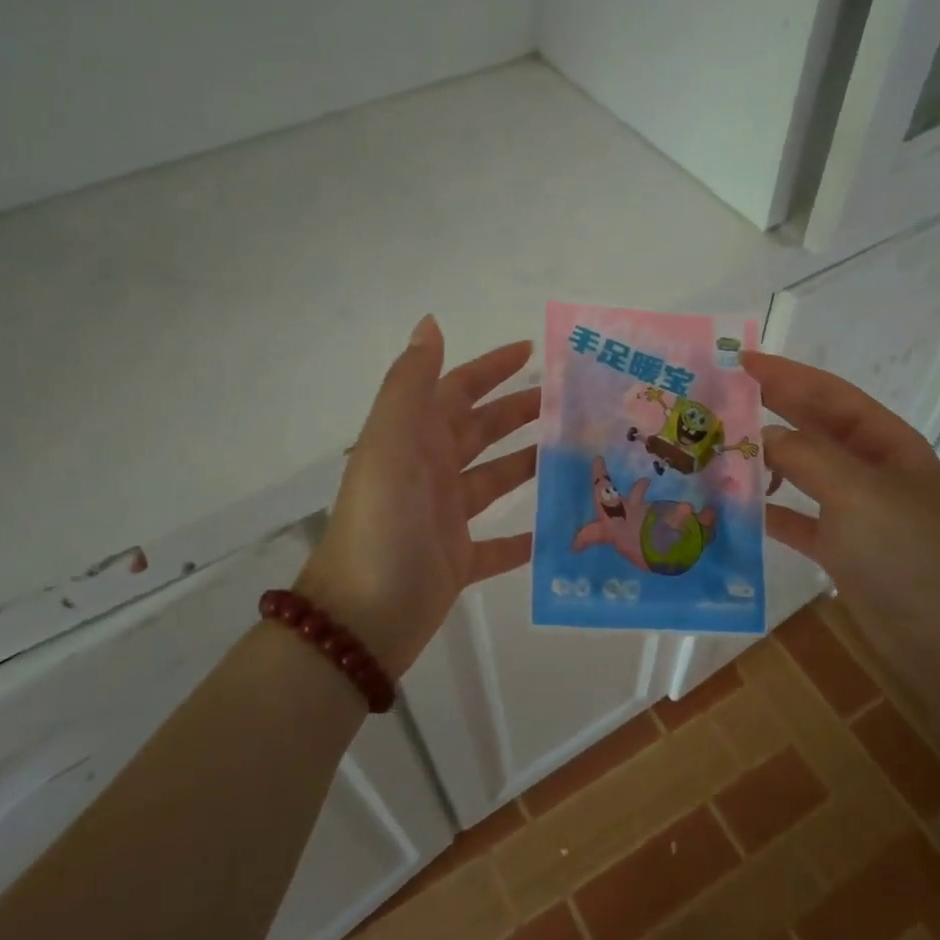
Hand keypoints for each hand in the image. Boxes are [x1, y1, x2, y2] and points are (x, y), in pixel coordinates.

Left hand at [297, 316, 540, 676]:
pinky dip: (525, 537)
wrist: (363, 616)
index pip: (456, 390)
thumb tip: (431, 322)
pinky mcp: (457, 561)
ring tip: (577, 454)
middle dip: (519, 412)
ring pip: (494, 480)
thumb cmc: (384, 521)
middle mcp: (428, 471)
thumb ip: (411, 382)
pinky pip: (498, 544)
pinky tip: (558, 528)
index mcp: (413, 439)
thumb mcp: (391, 441)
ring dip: (529, 464)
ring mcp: (443, 517)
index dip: (490, 368)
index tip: (532, 352)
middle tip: (571, 403)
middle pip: (480, 431)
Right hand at [743, 352, 939, 648]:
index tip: (738, 360)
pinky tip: (736, 506)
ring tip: (717, 449)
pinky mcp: (842, 547)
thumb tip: (761, 436)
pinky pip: (797, 518)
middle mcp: (872, 469)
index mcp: (887, 443)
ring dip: (764, 460)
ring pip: (801, 472)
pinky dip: (769, 510)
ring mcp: (857, 510)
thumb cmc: (906, 552)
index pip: (829, 395)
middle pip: (813, 429)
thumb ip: (805, 456)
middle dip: (769, 411)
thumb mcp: (856, 491)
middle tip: (718, 398)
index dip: (785, 375)